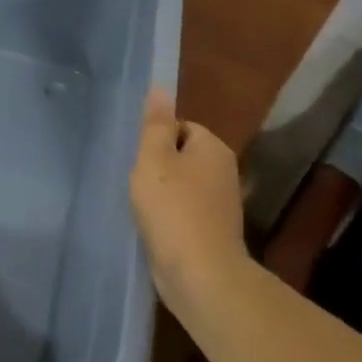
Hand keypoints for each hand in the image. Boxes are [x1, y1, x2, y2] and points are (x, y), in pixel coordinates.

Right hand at [130, 90, 248, 317]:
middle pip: (182, 156)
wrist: (200, 273)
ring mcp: (221, 204)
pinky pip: (185, 211)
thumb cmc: (173, 208)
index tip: (139, 159)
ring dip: (161, 194)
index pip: (181, 127)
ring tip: (142, 207)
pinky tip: (154, 227)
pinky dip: (169, 217)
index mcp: (213, 148)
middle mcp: (224, 171)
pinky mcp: (213, 231)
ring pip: (182, 185)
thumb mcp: (154, 158)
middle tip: (137, 182)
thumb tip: (160, 88)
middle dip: (157, 167)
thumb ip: (155, 124)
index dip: (156, 139)